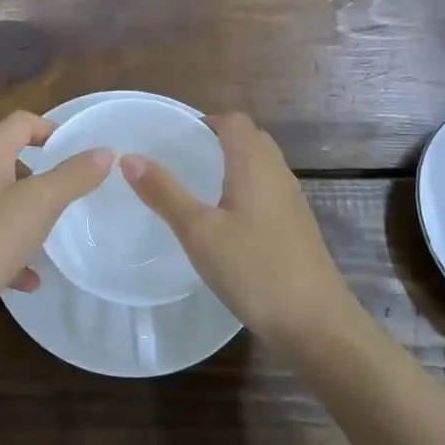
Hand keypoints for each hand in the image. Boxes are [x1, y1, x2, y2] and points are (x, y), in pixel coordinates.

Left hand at [0, 111, 112, 336]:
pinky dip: (4, 248)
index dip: (52, 130)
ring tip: (45, 240)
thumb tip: (105, 151)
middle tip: (63, 200)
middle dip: (38, 178)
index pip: (22, 121)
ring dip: (22, 216)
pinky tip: (24, 279)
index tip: (77, 153)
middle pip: (6, 160)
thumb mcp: (39, 206)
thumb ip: (73, 176)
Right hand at [121, 112, 353, 341]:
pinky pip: (267, 190)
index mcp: (255, 164)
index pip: (233, 121)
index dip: (205, 121)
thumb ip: (164, 192)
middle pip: (250, 138)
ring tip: (197, 186)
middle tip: (182, 158)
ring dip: (232, 165)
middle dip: (217, 140)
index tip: (174, 137)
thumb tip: (129, 157)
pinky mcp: (296, 226)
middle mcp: (278, 173)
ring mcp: (292, 201)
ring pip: (261, 165)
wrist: (315, 322)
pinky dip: (244, 189)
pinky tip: (225, 221)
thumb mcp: (199, 231)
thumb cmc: (254, 269)